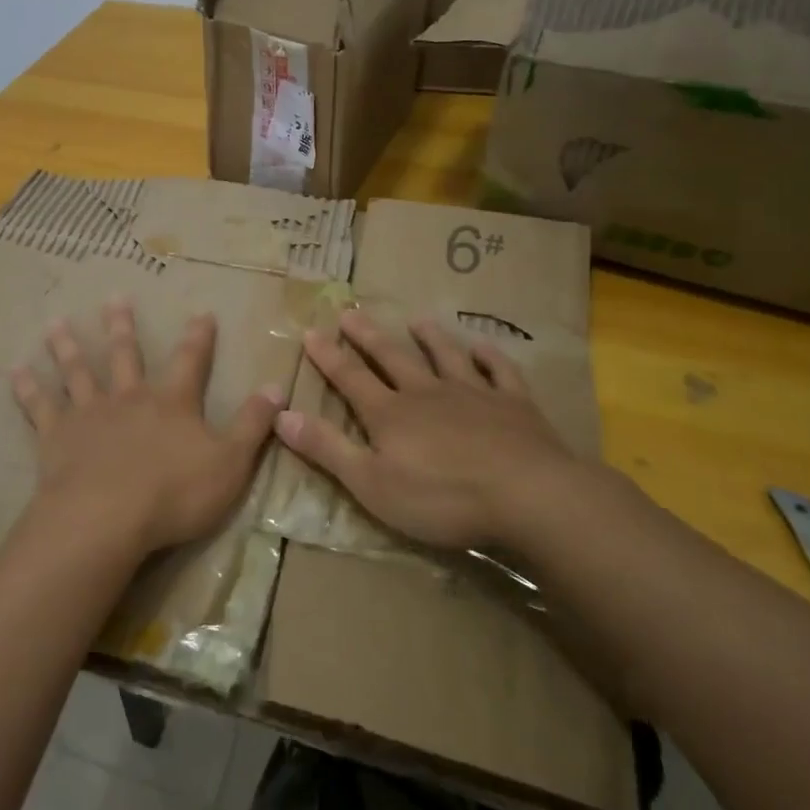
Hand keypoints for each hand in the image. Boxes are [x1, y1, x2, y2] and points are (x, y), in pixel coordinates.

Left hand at [11, 299, 283, 559]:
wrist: (107, 517)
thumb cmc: (174, 493)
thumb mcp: (230, 462)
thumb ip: (253, 425)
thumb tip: (278, 387)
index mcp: (171, 404)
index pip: (190, 362)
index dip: (198, 338)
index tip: (201, 312)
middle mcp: (129, 398)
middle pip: (125, 355)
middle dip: (122, 327)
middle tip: (114, 297)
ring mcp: (89, 414)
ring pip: (77, 372)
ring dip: (67, 347)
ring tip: (55, 323)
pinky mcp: (56, 436)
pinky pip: (39, 406)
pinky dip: (27, 387)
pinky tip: (14, 370)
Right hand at [274, 309, 610, 553]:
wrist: (528, 496)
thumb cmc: (442, 498)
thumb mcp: (371, 483)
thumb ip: (326, 448)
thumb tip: (281, 415)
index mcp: (390, 414)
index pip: (350, 378)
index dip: (328, 356)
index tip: (310, 331)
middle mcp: (426, 394)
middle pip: (392, 358)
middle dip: (368, 337)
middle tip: (351, 312)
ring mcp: (473, 395)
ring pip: (445, 357)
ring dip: (430, 338)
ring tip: (417, 320)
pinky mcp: (514, 405)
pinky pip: (500, 373)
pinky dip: (490, 358)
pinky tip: (484, 348)